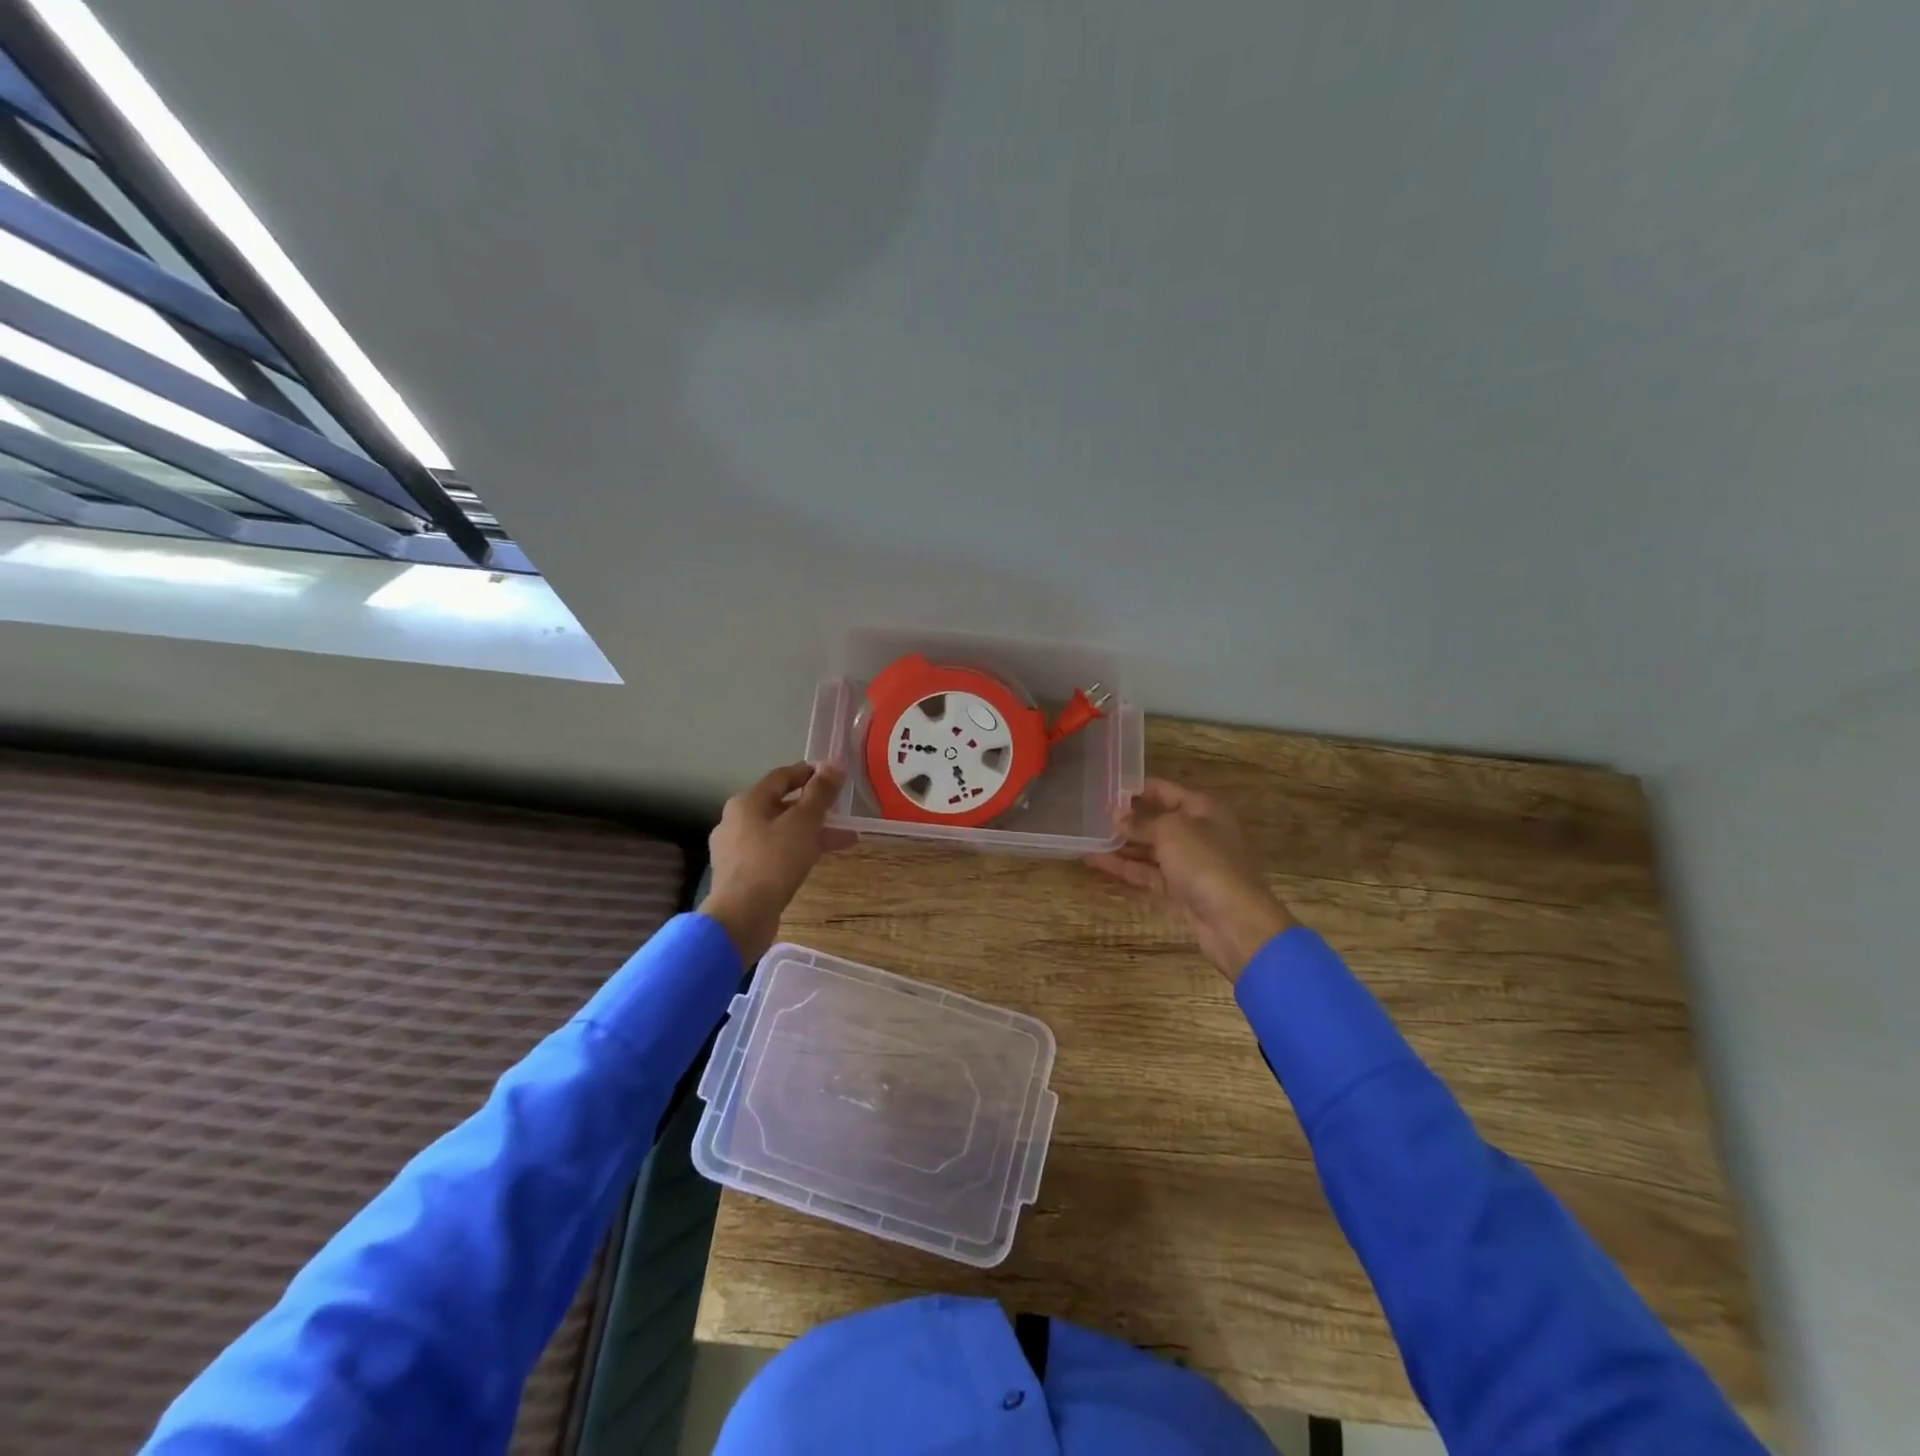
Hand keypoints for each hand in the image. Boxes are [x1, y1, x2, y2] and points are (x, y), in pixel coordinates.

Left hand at [701, 763, 855, 962]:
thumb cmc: (773, 861)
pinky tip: (817, 860)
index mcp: (746, 802)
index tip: (833, 775)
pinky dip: (797, 851)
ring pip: (780, 832)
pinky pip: (774, 854)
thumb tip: (834, 765)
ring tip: (843, 840)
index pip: (781, 777)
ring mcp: (736, 850)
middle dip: (814, 808)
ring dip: (811, 832)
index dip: (809, 773)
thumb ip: (820, 793)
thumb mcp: (804, 822)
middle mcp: (736, 821)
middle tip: (841, 811)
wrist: (741, 916)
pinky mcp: (741, 875)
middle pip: (780, 805)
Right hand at [1087, 778, 1295, 981]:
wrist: (1233, 920)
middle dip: (1127, 819)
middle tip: (1092, 815)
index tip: (1107, 789)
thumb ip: (1141, 822)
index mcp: (1203, 809)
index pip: (1166, 791)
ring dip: (1121, 845)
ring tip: (1088, 838)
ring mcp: (1189, 864)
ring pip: (1150, 850)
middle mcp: (1198, 833)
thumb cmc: (1204, 862)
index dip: (1137, 789)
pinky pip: (1148, 874)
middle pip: (1157, 821)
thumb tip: (1117, 815)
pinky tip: (1096, 861)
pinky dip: (1125, 868)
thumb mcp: (1170, 831)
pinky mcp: (1179, 891)